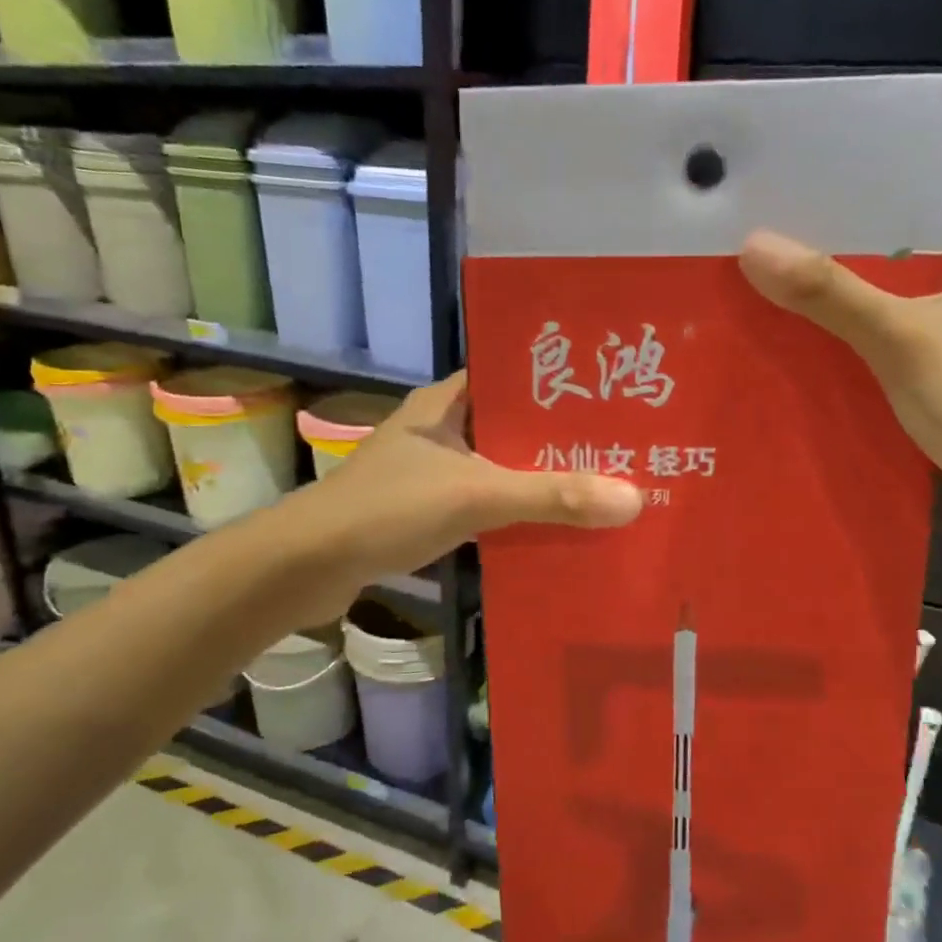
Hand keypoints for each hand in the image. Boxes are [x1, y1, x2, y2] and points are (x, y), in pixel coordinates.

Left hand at [297, 372, 642, 603]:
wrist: (307, 566)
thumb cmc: (388, 509)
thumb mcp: (476, 496)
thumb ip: (550, 496)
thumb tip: (633, 498)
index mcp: (446, 402)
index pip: (512, 375)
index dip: (559, 382)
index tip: (610, 394)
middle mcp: (440, 428)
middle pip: (512, 425)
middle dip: (559, 439)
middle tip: (620, 446)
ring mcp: (431, 470)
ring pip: (500, 466)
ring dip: (539, 478)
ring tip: (600, 484)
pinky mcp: (426, 508)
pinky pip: (484, 501)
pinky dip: (515, 511)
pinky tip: (552, 526)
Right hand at [738, 232, 941, 560]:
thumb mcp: (897, 334)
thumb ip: (826, 291)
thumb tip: (753, 244)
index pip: (896, 243)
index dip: (834, 242)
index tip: (773, 245)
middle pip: (881, 293)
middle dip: (822, 298)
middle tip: (754, 291)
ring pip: (878, 340)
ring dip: (831, 344)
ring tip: (761, 332)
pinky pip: (882, 381)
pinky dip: (847, 383)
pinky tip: (798, 384)